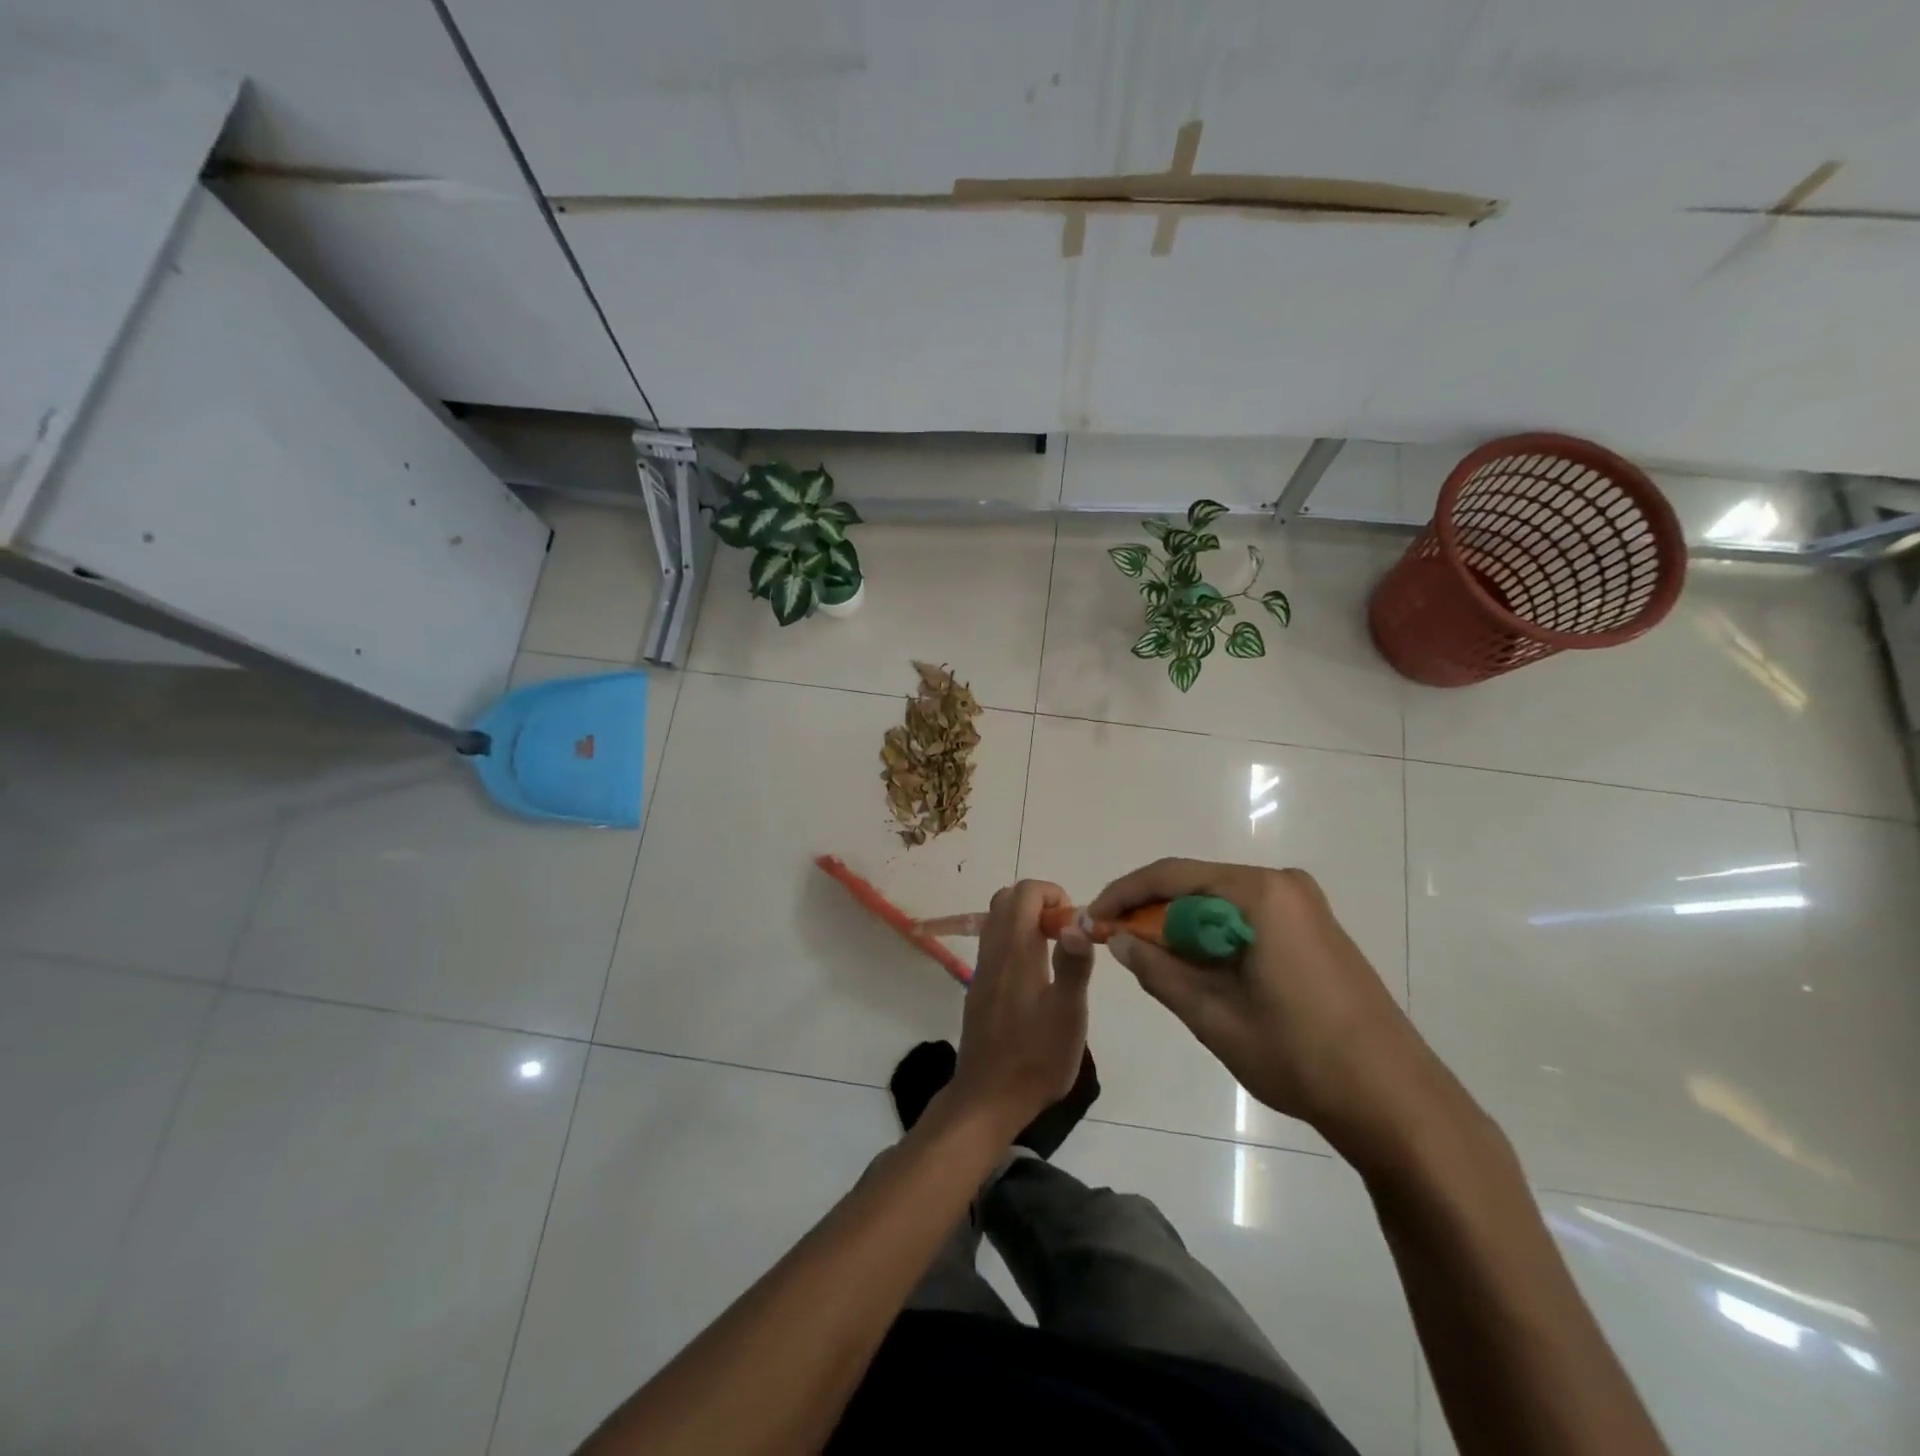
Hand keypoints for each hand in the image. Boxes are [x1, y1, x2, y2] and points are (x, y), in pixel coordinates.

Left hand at [947, 880, 1093, 1136]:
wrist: (989, 1097)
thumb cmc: (1036, 1056)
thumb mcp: (1069, 1013)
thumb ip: (1074, 963)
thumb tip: (1079, 920)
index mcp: (1016, 949)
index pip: (1026, 891)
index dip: (1053, 894)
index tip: (1075, 923)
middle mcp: (994, 950)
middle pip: (1008, 899)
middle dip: (1039, 902)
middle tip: (1066, 933)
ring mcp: (982, 968)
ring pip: (997, 920)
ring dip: (1026, 920)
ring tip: (1055, 951)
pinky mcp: (979, 987)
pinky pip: (994, 944)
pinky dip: (1015, 940)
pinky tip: (1036, 976)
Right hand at [1090, 859, 1443, 1152]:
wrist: (1396, 1102)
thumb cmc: (1299, 1055)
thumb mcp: (1213, 1015)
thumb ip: (1157, 970)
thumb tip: (1117, 938)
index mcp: (1261, 893)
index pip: (1172, 875)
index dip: (1124, 894)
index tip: (1091, 919)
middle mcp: (1284, 885)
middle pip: (1197, 884)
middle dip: (1151, 912)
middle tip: (1115, 943)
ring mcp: (1305, 906)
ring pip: (1221, 903)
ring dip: (1182, 927)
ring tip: (1150, 961)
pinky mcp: (1315, 930)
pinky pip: (1247, 918)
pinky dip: (1214, 937)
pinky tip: (1199, 969)